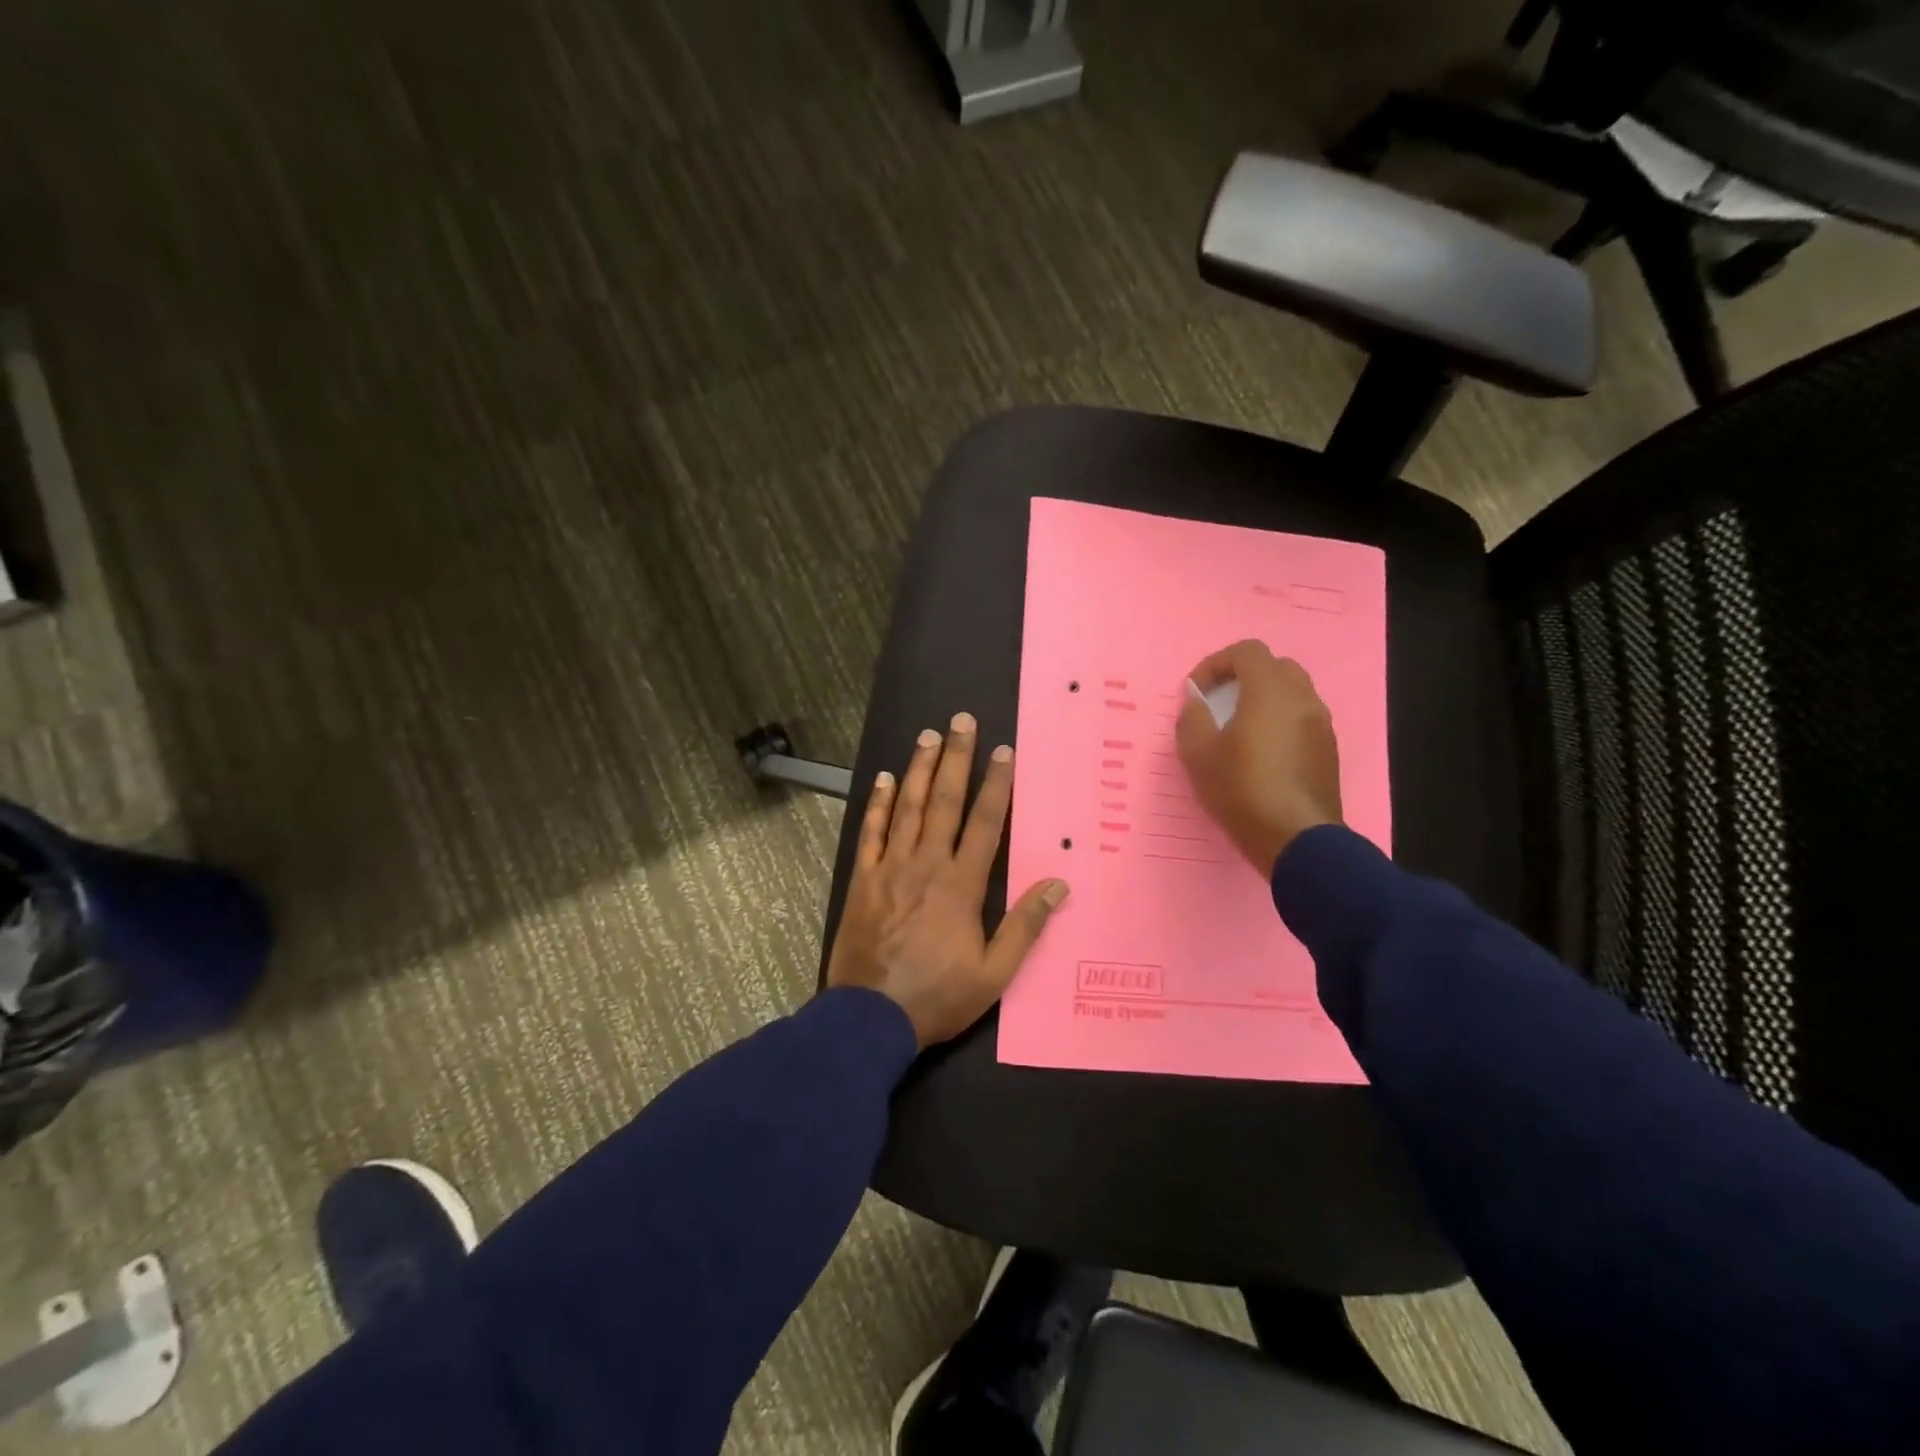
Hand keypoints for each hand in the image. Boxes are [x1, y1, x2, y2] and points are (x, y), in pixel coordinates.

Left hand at [827, 713, 1069, 1047]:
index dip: (996, 785)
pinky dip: (879, 803)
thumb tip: (1058, 884)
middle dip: (955, 758)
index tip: (1003, 751)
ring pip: (908, 807)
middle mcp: (927, 864)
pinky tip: (886, 779)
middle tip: (961, 721)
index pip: (984, 823)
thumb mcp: (994, 973)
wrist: (870, 1016)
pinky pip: (871, 832)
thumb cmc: (937, 995)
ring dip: (919, 769)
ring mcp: (890, 867)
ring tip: (928, 735)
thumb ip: (1025, 926)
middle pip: (944, 801)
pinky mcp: (863, 878)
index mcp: (961, 885)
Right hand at [1175, 640, 1342, 876]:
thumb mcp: (1199, 754)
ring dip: (1264, 699)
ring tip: (1239, 729)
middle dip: (1244, 677)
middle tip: (1220, 702)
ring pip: (1293, 693)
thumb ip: (1192, 718)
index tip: (1197, 691)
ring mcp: (1321, 725)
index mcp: (1270, 692)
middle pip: (1275, 667)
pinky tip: (1262, 753)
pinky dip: (1280, 722)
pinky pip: (1302, 720)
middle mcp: (1303, 699)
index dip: (1216, 663)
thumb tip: (1196, 703)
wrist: (1296, 839)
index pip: (1247, 652)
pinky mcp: (1328, 751)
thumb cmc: (1242, 790)